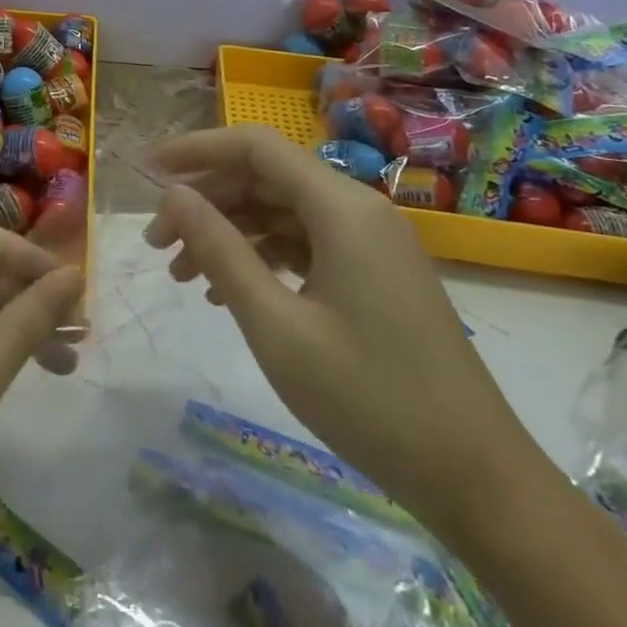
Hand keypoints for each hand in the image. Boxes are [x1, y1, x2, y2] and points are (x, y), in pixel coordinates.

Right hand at [146, 124, 540, 533]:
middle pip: (265, 177)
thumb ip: (221, 251)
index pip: (255, 146)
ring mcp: (370, 242)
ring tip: (181, 273)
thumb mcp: (278, 327)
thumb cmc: (370, 400)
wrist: (478, 480)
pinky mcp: (374, 273)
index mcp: (341, 207)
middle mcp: (357, 209)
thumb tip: (173, 195)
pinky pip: (305, 244)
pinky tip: (228, 292)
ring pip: (282, 211)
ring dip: (229, 232)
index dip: (197, 149)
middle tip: (155, 242)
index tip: (147, 170)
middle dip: (206, 201)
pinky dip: (261, 257)